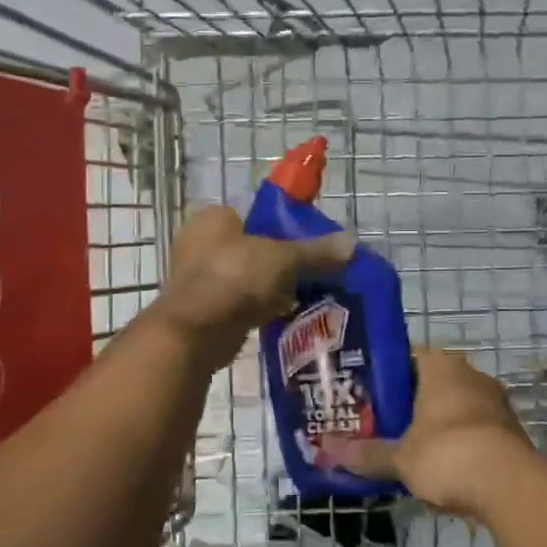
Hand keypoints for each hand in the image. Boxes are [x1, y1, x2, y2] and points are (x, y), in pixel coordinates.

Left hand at [149, 205, 354, 372]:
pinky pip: (235, 302)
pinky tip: (278, 317)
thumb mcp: (284, 259)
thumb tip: (351, 243)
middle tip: (306, 274)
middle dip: (276, 262)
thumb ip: (316, 251)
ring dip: (266, 288)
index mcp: (213, 218)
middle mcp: (198, 242)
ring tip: (299, 297)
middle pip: (250, 247)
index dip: (281, 228)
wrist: (196, 332)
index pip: (253, 215)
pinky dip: (254, 308)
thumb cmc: (236, 278)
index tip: (305, 246)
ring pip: (243, 277)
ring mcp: (195, 277)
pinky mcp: (198, 309)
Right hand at [326, 347, 538, 519]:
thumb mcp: (400, 458)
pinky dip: (457, 443)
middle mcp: (470, 375)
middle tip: (381, 422)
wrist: (512, 488)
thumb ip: (367, 454)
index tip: (365, 392)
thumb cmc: (448, 454)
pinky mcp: (511, 431)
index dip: (385, 373)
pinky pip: (474, 429)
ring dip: (435, 424)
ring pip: (454, 407)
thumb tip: (328, 452)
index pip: (407, 355)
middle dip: (408, 402)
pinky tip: (440, 467)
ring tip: (407, 447)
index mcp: (441, 367)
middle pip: (431, 382)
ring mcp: (495, 402)